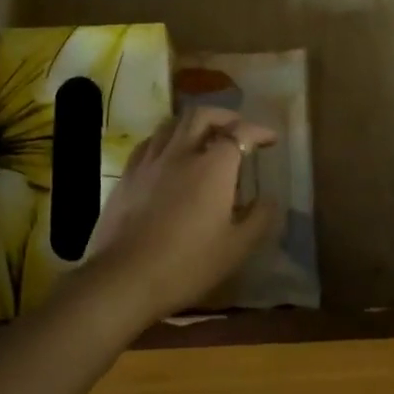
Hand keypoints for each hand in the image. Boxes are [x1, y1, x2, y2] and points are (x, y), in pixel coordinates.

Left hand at [77, 107, 283, 326]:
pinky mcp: (126, 175)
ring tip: (203, 134)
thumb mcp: (236, 248)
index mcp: (213, 167)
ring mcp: (150, 162)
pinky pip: (149, 142)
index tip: (270, 139)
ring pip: (172, 123)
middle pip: (202, 116)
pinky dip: (166, 138)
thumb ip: (258, 218)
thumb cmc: (187, 264)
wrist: (124, 278)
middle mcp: (181, 153)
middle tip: (237, 127)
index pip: (240, 133)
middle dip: (224, 116)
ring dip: (193, 122)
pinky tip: (168, 153)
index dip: (258, 131)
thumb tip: (269, 199)